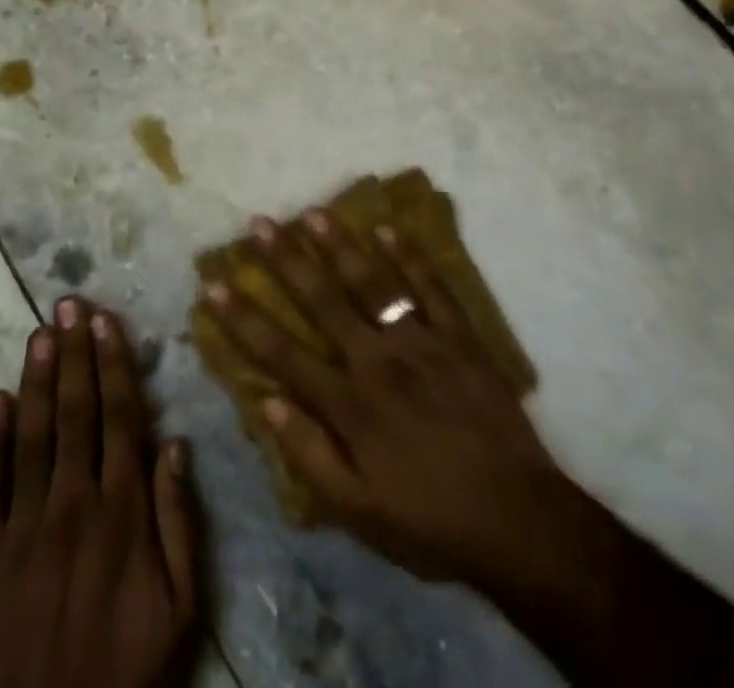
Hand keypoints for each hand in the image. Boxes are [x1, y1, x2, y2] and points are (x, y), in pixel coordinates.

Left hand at [0, 297, 200, 687]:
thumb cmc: (126, 671)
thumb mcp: (181, 608)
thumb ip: (179, 520)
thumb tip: (176, 442)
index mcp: (124, 510)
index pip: (121, 415)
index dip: (114, 363)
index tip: (105, 321)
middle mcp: (75, 502)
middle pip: (76, 411)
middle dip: (73, 353)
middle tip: (68, 305)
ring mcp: (25, 526)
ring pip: (33, 435)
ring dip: (36, 379)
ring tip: (38, 333)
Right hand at [199, 209, 617, 600]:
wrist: (518, 518)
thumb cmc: (431, 520)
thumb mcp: (360, 513)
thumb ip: (311, 456)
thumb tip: (268, 403)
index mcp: (350, 404)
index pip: (283, 353)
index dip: (244, 319)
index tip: (215, 285)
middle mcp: (378, 360)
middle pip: (323, 301)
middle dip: (286, 261)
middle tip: (261, 224)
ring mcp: (421, 341)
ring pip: (373, 282)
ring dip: (340, 245)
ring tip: (314, 212)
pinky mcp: (460, 336)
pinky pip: (431, 287)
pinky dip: (410, 256)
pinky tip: (389, 227)